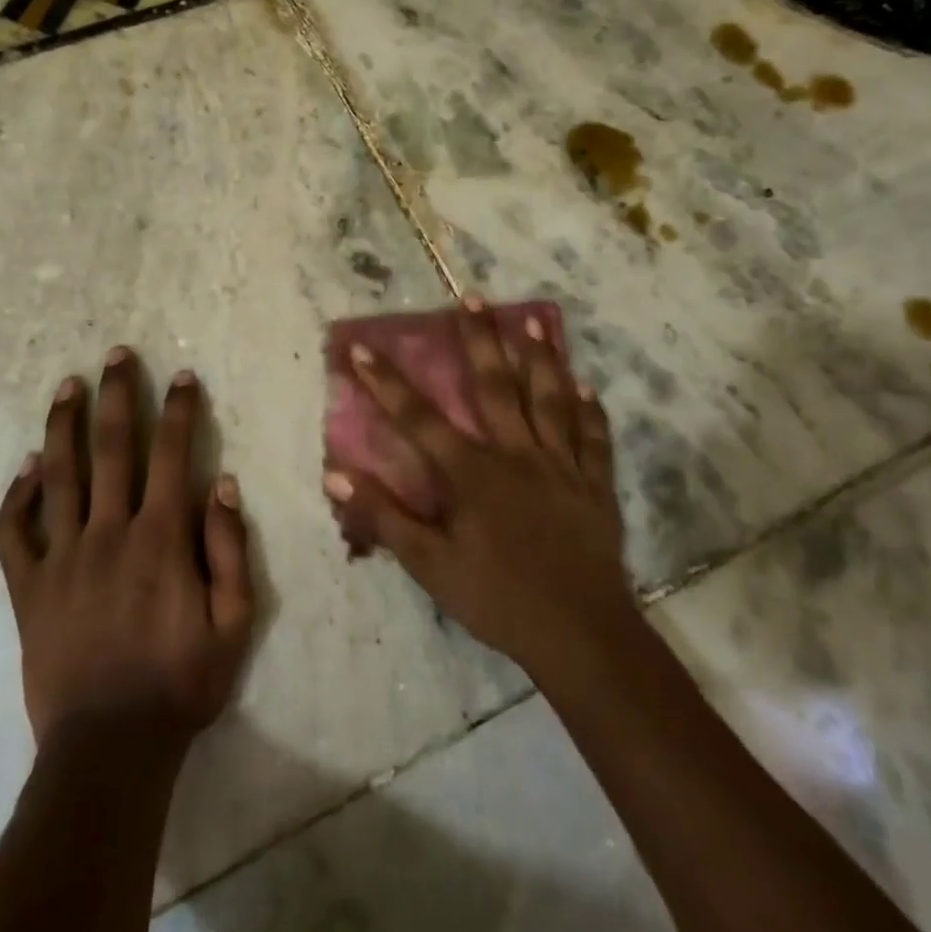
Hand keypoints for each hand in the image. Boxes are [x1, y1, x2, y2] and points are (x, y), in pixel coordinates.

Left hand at [0, 348, 254, 750]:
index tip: (183, 377)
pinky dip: (17, 496)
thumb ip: (230, 549)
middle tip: (117, 355)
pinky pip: (13, 533)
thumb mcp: (235, 623)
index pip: (173, 455)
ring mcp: (61, 559)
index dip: (180, 411)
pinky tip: (26, 468)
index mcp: (161, 539)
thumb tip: (222, 484)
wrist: (109, 750)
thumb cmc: (181, 684)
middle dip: (117, 396)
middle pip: (111, 449)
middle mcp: (108, 533)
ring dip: (64, 425)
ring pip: (59, 476)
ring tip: (67, 384)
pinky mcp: (28, 589)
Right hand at [324, 298, 630, 672]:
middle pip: (494, 386)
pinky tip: (586, 385)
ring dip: (540, 358)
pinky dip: (590, 410)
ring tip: (534, 321)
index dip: (386, 383)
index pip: (419, 418)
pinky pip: (593, 438)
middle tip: (473, 297)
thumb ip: (384, 516)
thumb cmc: (497, 599)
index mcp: (472, 473)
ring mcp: (561, 465)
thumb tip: (335, 475)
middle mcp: (517, 454)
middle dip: (479, 340)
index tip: (363, 348)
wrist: (579, 634)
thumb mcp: (430, 565)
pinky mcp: (594, 484)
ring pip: (549, 399)